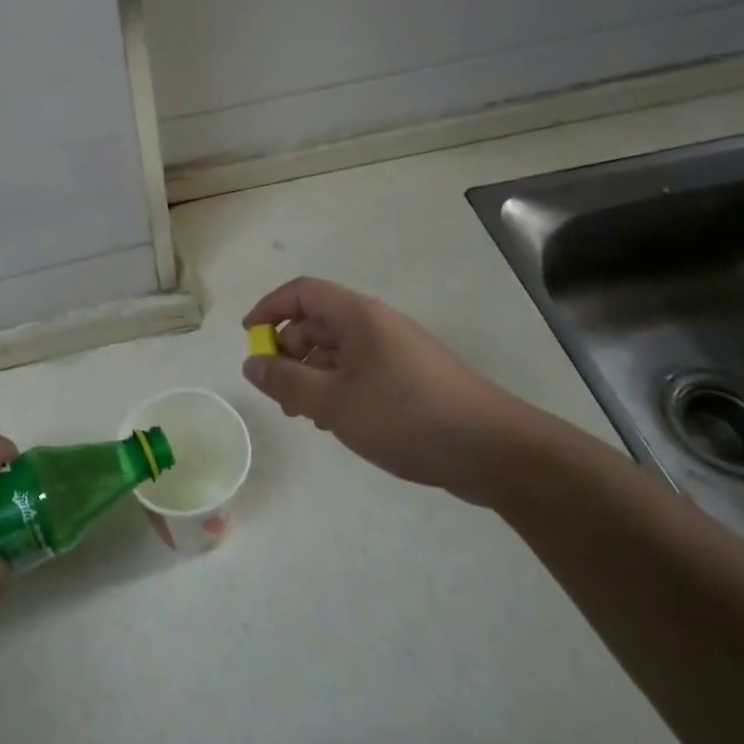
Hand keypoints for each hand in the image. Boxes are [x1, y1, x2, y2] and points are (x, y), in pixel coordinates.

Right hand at [242, 277, 532, 504]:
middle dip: (289, 352)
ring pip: (340, 351)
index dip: (269, 308)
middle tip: (279, 393)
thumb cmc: (405, 416)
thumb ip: (285, 382)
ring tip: (306, 416)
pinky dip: (340, 389)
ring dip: (313, 376)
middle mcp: (377, 324)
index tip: (249, 338)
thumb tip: (251, 364)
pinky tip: (339, 423)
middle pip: (319, 322)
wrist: (495, 451)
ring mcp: (398, 351)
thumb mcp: (333, 403)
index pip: (302, 292)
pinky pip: (362, 371)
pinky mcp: (414, 379)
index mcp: (358, 316)